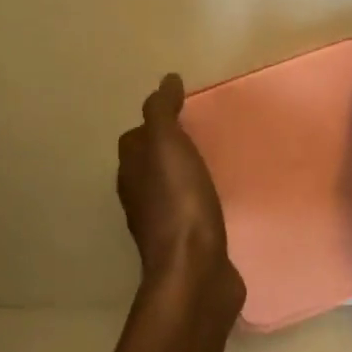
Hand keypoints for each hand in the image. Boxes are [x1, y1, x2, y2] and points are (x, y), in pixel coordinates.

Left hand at [117, 74, 243, 307]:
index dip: (153, 124)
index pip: (135, 140)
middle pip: (149, 166)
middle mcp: (141, 199)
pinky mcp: (189, 246)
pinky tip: (219, 202)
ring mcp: (164, 226)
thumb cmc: (180, 204)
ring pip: (170, 191)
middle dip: (168, 150)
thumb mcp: (168, 147)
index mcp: (132, 173)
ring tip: (211, 165)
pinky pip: (192, 215)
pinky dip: (200, 202)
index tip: (180, 112)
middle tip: (199, 136)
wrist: (196, 271)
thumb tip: (166, 80)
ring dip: (184, 177)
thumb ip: (163, 112)